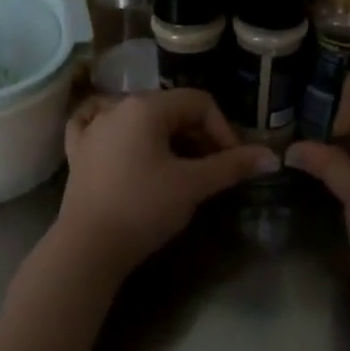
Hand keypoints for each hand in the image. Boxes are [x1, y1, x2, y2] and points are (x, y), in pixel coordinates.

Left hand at [50, 89, 277, 282]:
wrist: (88, 248)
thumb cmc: (144, 208)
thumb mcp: (193, 185)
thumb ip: (232, 166)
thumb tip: (271, 157)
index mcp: (146, 106)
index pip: (199, 102)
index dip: (223, 129)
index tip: (232, 162)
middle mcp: (116, 107)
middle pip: (170, 109)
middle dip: (197, 135)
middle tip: (212, 168)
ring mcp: (92, 128)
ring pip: (139, 119)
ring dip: (166, 137)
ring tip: (179, 167)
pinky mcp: (78, 151)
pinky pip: (101, 128)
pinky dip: (120, 133)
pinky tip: (125, 142)